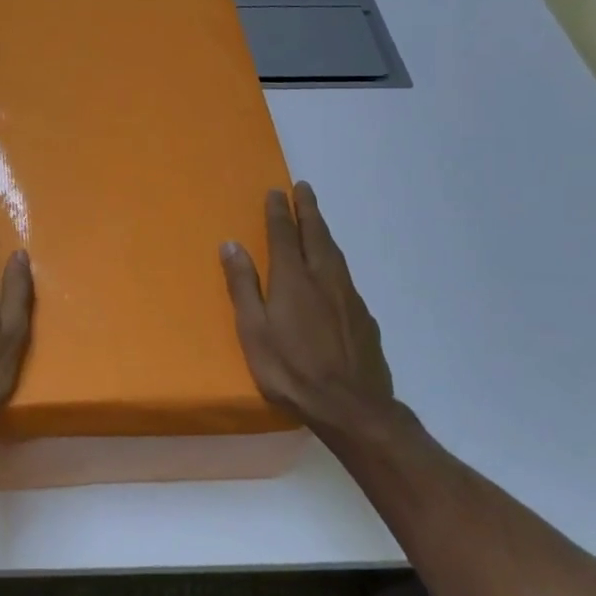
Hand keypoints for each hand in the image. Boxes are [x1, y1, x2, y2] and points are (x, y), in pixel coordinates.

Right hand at [221, 182, 393, 439]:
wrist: (352, 406)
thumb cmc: (291, 369)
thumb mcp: (253, 330)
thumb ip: (243, 286)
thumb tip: (231, 245)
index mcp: (293, 279)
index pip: (285, 235)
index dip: (279, 212)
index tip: (276, 192)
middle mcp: (324, 279)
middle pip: (316, 235)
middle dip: (308, 210)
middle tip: (303, 189)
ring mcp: (349, 297)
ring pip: (335, 253)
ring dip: (324, 231)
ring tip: (317, 220)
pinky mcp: (364, 317)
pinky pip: (346, 277)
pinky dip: (336, 261)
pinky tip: (333, 272)